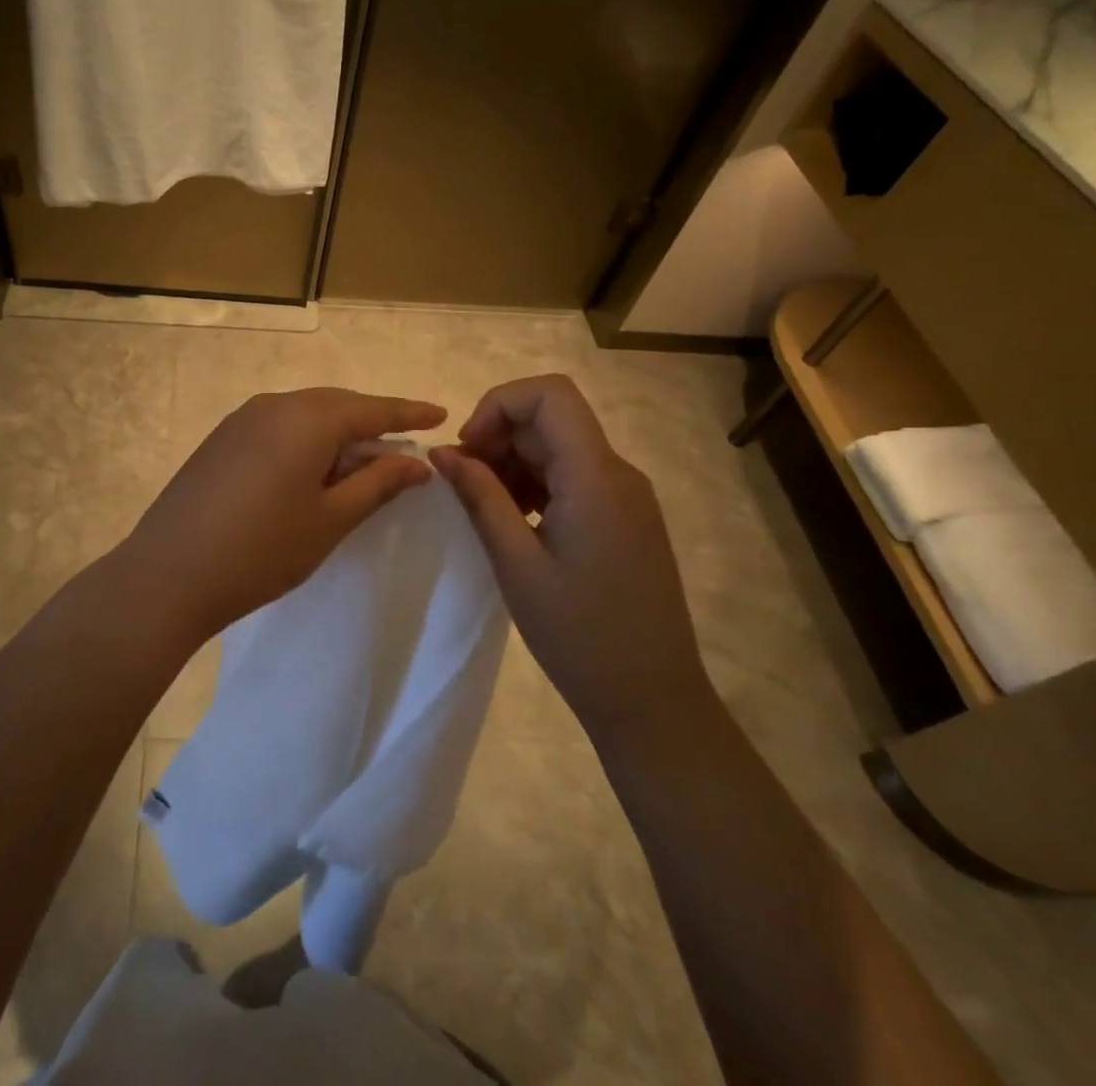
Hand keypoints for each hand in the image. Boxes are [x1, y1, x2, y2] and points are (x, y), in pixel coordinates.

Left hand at [118, 388, 444, 644]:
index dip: (408, 413)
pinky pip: (278, 426)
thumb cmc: (262, 551)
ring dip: (336, 431)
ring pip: (305, 414)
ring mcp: (242, 419)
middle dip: (372, 421)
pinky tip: (309, 468)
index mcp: (308, 419)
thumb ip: (378, 483)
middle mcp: (274, 405)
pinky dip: (304, 439)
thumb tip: (418, 463)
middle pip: (337, 405)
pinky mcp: (221, 439)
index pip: (372, 409)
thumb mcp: (331, 519)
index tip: (440, 414)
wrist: (169, 573)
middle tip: (402, 445)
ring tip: (359, 460)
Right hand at [429, 374, 708, 737]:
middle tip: (462, 483)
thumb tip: (443, 453)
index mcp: (596, 477)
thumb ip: (480, 497)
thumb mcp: (516, 563)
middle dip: (498, 436)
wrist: (652, 699)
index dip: (498, 404)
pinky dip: (535, 483)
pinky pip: (573, 476)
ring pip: (560, 446)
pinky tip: (513, 521)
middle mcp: (618, 473)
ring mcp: (626, 495)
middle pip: (551, 419)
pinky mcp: (625, 517)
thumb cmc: (579, 635)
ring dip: (513, 461)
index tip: (467, 449)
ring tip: (482, 507)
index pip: (550, 394)